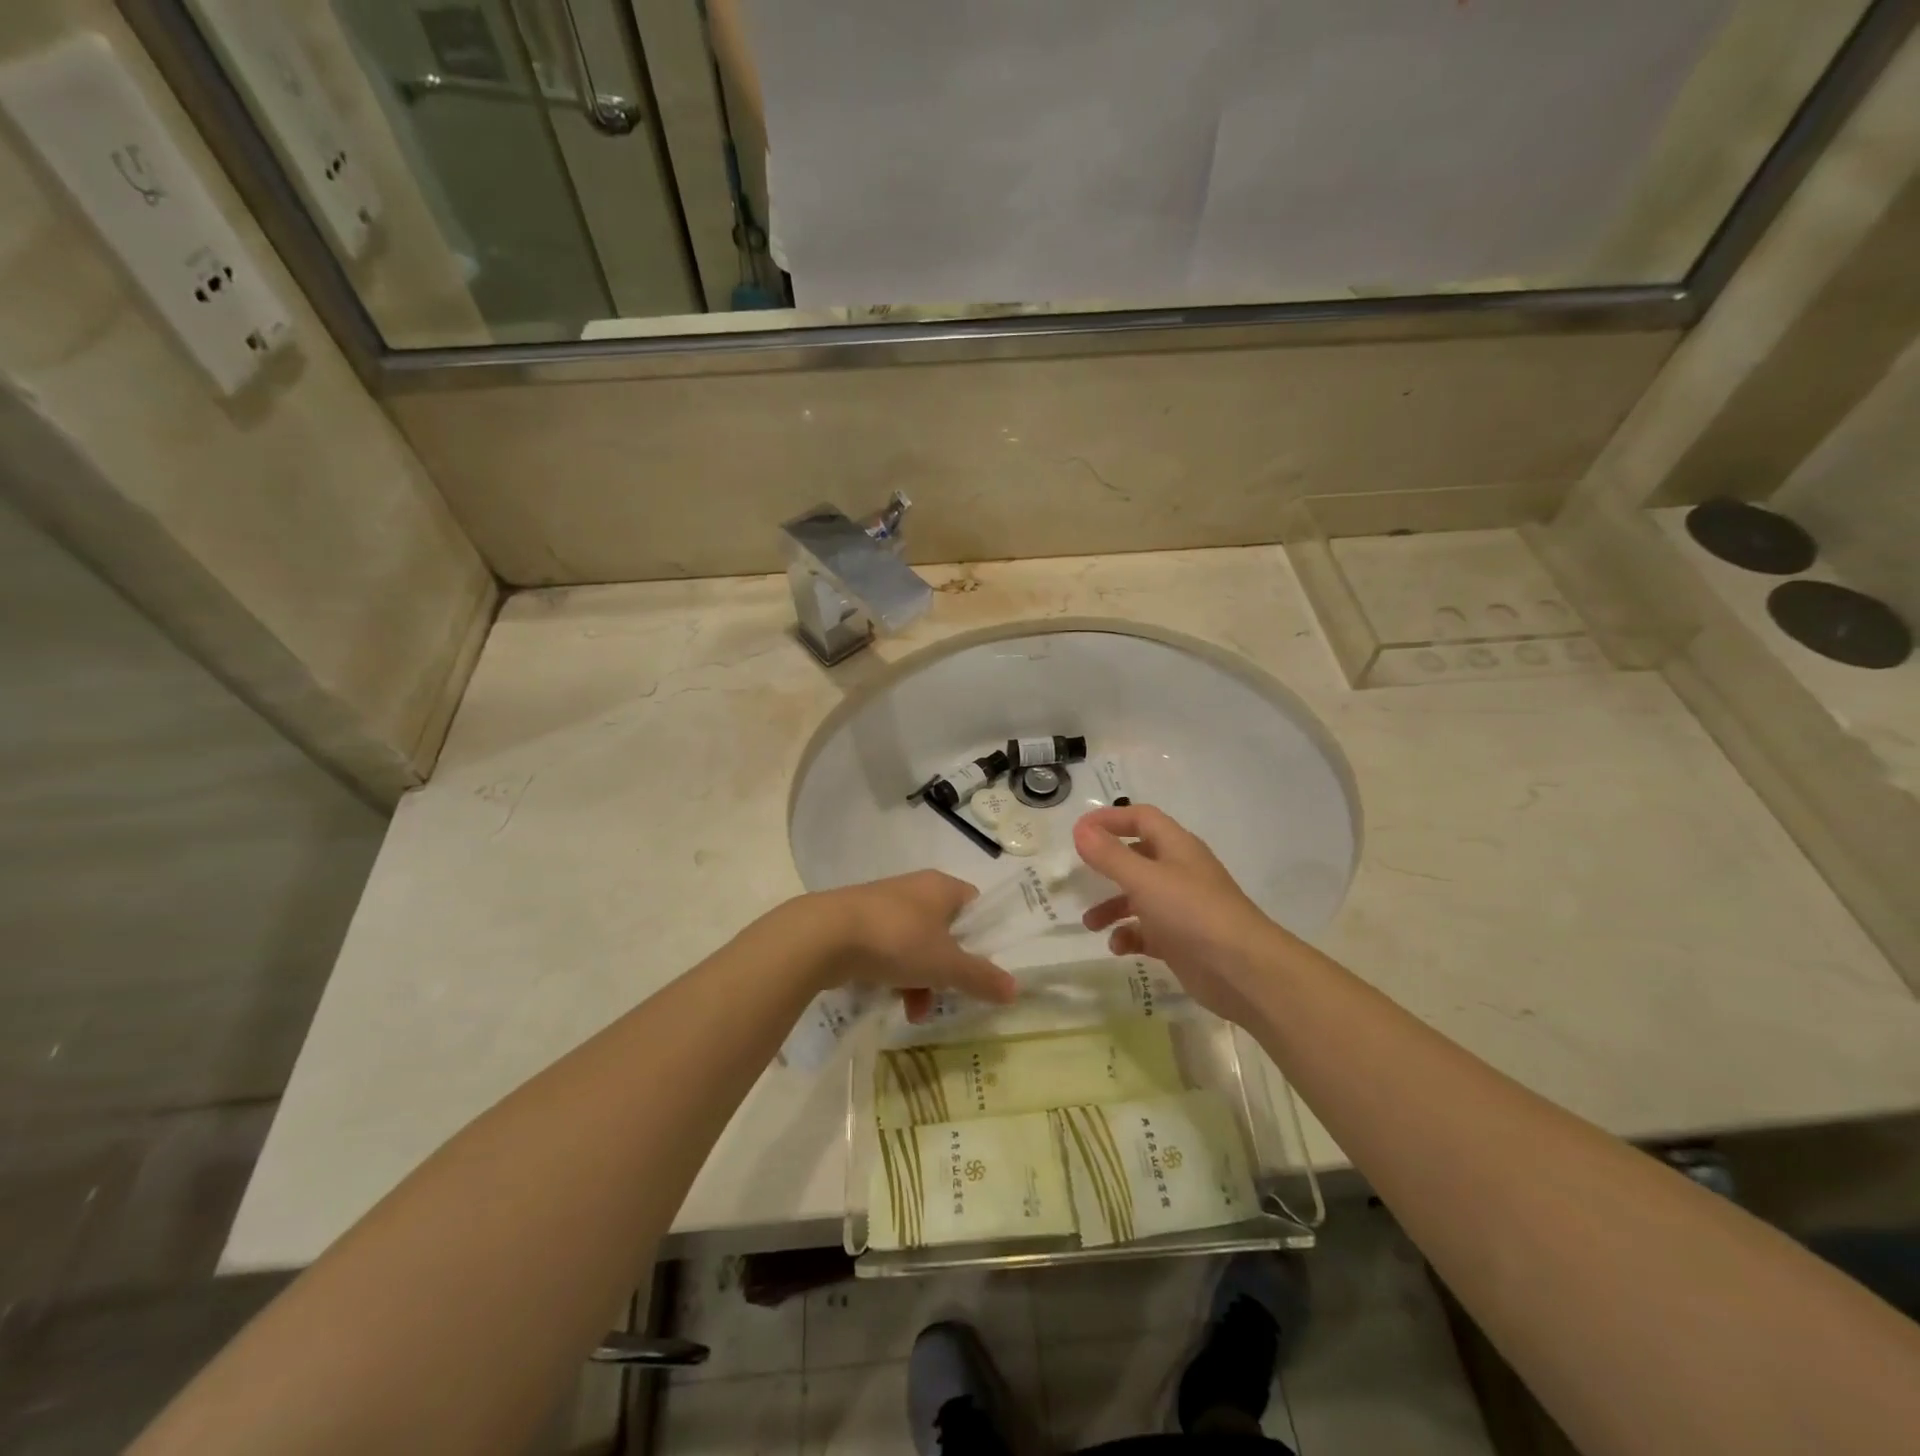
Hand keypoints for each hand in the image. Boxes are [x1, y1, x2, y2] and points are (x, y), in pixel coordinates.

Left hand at [801, 870, 1017, 1019]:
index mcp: (941, 887)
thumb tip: (1015, 990)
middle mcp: (915, 890)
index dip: (983, 936)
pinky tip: (889, 1001)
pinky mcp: (858, 924)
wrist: (824, 935)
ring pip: (916, 946)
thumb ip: (981, 977)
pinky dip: (894, 976)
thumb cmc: (896, 940)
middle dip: (948, 970)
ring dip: (920, 981)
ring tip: (914, 1014)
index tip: (982, 967)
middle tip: (949, 997)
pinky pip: (888, 951)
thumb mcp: (945, 964)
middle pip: (946, 932)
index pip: (975, 905)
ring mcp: (884, 907)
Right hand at [1073, 805, 1287, 1022]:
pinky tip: (1118, 948)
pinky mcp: (1181, 940)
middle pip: (1137, 858)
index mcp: (1176, 847)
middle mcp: (1179, 872)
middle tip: (1079, 876)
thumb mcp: (1144, 880)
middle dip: (1107, 867)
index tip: (1078, 831)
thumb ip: (1109, 855)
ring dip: (1112, 907)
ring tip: (1091, 924)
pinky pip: (1147, 931)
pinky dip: (1130, 936)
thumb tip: (1080, 829)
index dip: (1110, 820)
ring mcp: (1182, 907)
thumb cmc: (1192, 913)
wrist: (1243, 971)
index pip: (1141, 818)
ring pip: (1139, 897)